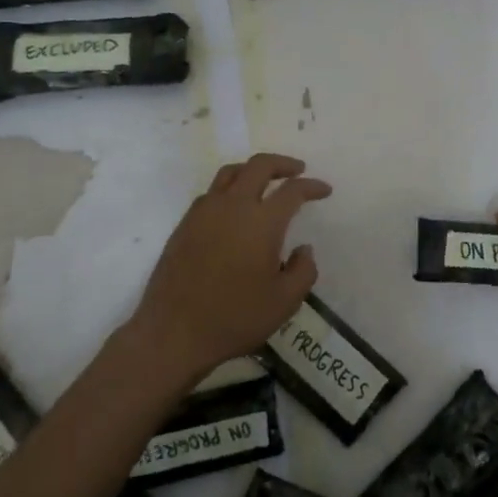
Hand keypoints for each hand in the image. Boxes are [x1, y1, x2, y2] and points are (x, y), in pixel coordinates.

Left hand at [131, 154, 331, 381]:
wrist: (173, 332)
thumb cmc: (235, 318)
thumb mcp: (285, 303)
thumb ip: (303, 271)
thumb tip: (303, 249)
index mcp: (262, 222)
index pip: (292, 190)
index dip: (312, 186)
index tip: (324, 190)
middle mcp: (233, 206)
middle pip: (259, 166)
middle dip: (282, 163)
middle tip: (297, 170)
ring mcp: (204, 212)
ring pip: (231, 173)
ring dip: (252, 170)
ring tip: (265, 181)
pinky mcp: (185, 224)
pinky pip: (211, 193)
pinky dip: (229, 189)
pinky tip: (234, 208)